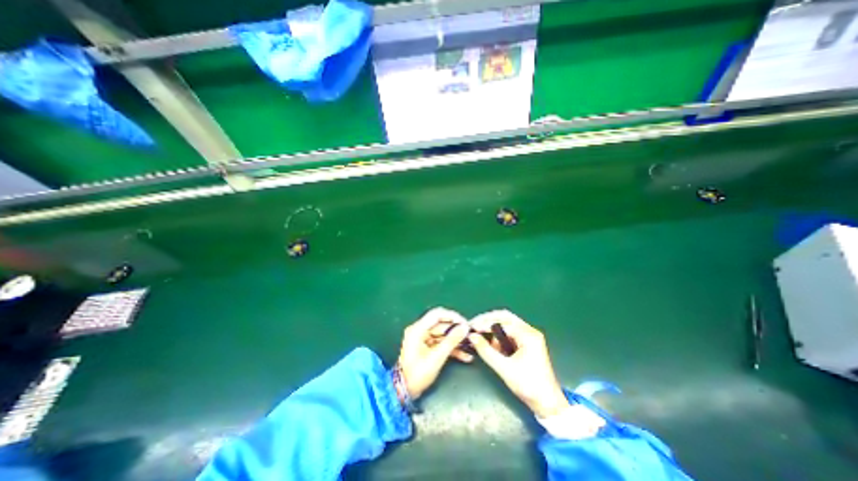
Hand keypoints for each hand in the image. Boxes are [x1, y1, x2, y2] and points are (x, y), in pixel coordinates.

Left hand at [399, 307, 472, 400]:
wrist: (404, 392)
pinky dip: (452, 348)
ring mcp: (423, 339)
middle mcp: (420, 330)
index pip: (437, 314)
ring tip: (471, 346)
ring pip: (443, 334)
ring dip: (456, 340)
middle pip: (441, 324)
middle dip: (456, 330)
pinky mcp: (427, 347)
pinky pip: (441, 343)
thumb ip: (451, 341)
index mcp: (418, 329)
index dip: (452, 316)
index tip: (465, 323)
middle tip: (470, 335)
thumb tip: (464, 328)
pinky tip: (465, 356)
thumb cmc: (418, 374)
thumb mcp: (437, 358)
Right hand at [467, 311, 568, 416]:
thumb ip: (486, 351)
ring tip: (484, 339)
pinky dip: (499, 337)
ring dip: (494, 330)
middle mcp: (530, 331)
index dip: (486, 324)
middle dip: (488, 320)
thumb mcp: (504, 368)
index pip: (502, 322)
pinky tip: (493, 346)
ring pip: (507, 324)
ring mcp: (529, 336)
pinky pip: (510, 333)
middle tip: (474, 326)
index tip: (472, 328)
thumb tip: (472, 337)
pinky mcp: (527, 343)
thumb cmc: (528, 386)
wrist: (548, 404)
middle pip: (505, 317)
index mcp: (528, 335)